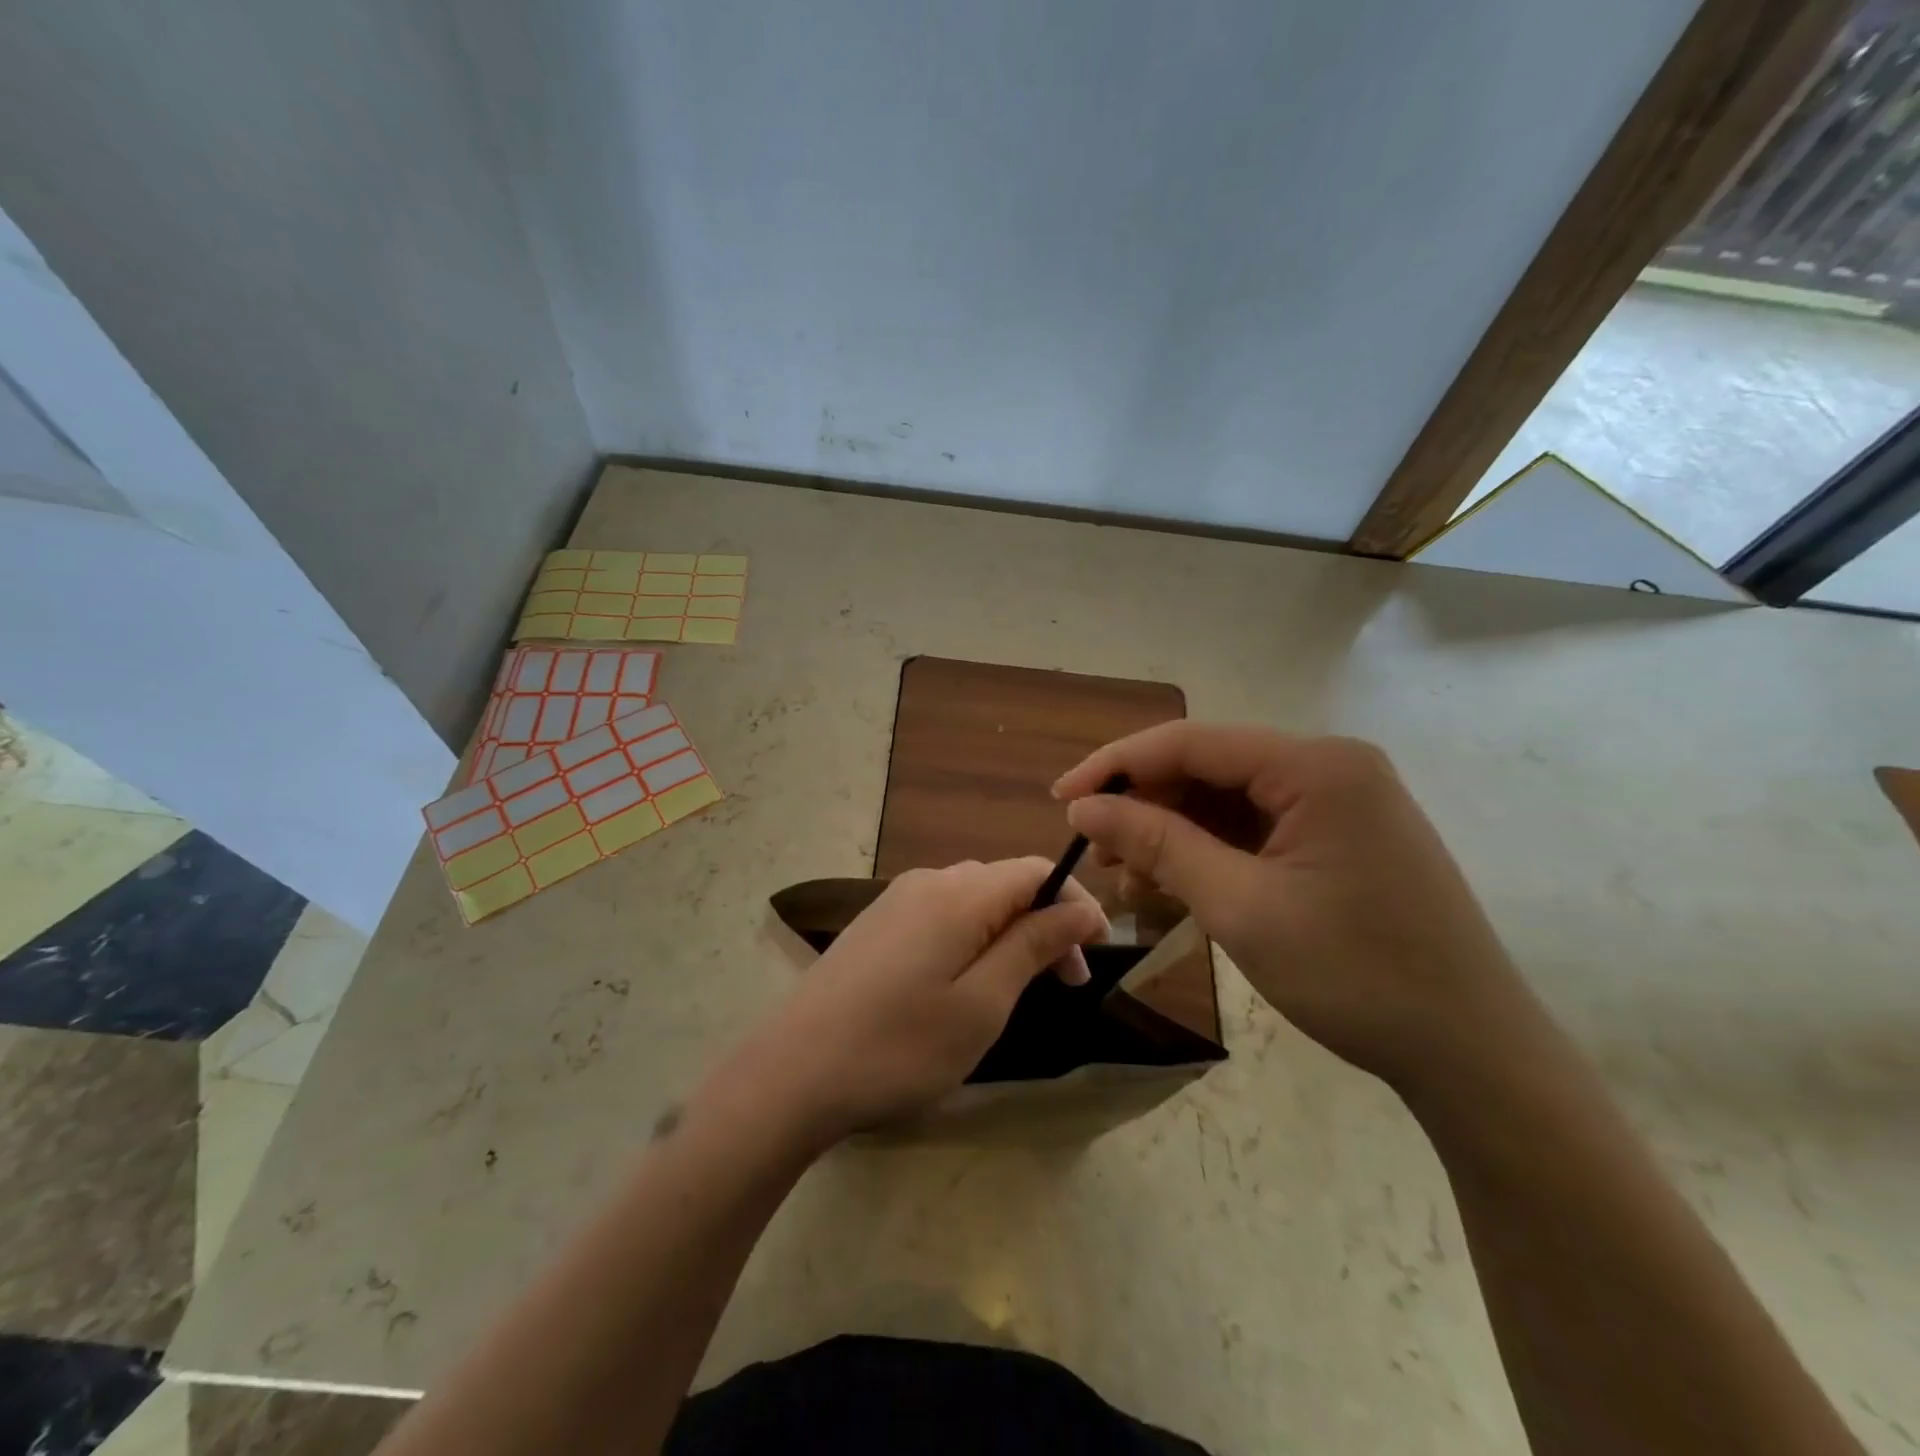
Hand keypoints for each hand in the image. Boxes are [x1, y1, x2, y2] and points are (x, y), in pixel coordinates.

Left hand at [703, 859, 1107, 1144]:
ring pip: (973, 900)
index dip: (1075, 902)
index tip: (1099, 951)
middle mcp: (927, 881)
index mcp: (959, 894)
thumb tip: (1079, 908)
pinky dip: (973, 939)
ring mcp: (895, 901)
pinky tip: (966, 982)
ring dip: (1009, 934)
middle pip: (1005, 884)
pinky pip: (941, 915)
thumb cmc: (899, 1046)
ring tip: (1022, 988)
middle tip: (1068, 984)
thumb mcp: (982, 1003)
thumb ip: (1032, 945)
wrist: (790, 1073)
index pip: (1036, 871)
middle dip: (1045, 924)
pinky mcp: (875, 925)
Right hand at [1054, 724, 1535, 1090]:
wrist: (1473, 1054)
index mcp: (1316, 766)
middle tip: (1095, 854)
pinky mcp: (1340, 838)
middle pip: (1209, 769)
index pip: (1191, 742)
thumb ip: (1157, 844)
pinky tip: (1173, 887)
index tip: (1061, 799)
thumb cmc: (1356, 975)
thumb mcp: (1240, 906)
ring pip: (1227, 802)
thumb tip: (1084, 807)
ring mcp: (1339, 803)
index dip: (1116, 766)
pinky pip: (1255, 830)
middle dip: (1145, 808)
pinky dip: (1209, 854)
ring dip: (1172, 835)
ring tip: (1127, 881)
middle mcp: (1329, 767)